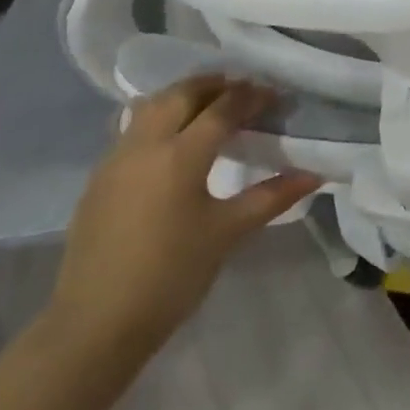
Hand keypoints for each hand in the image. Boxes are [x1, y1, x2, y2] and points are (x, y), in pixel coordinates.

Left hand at [41, 75, 319, 364]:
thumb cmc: (170, 278)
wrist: (95, 324)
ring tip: (207, 103)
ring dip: (183, 94)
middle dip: (215, 84)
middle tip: (242, 90)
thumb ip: (270, 198)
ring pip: (152, 104)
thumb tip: (313, 176)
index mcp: (180, 155)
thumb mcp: (225, 234)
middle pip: (183, 94)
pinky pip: (132, 126)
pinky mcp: (99, 174)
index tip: (273, 95)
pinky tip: (169, 137)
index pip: (222, 108)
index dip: (251, 96)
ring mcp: (117, 156)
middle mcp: (147, 143)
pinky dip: (157, 116)